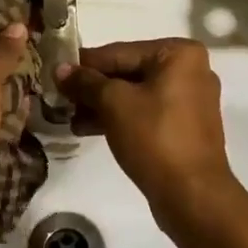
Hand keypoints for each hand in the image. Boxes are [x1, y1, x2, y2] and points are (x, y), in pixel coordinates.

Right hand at [57, 38, 238, 226]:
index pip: (119, 52)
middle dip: (93, 88)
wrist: (192, 195)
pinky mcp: (184, 127)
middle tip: (60, 98)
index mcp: (179, 54)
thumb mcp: (114, 104)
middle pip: (128, 72)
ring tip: (69, 118)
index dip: (84, 64)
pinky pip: (146, 113)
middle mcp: (190, 70)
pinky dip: (120, 118)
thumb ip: (86, 82)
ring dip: (101, 105)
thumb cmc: (154, 138)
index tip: (55, 73)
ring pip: (135, 94)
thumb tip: (60, 69)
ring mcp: (190, 100)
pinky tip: (88, 129)